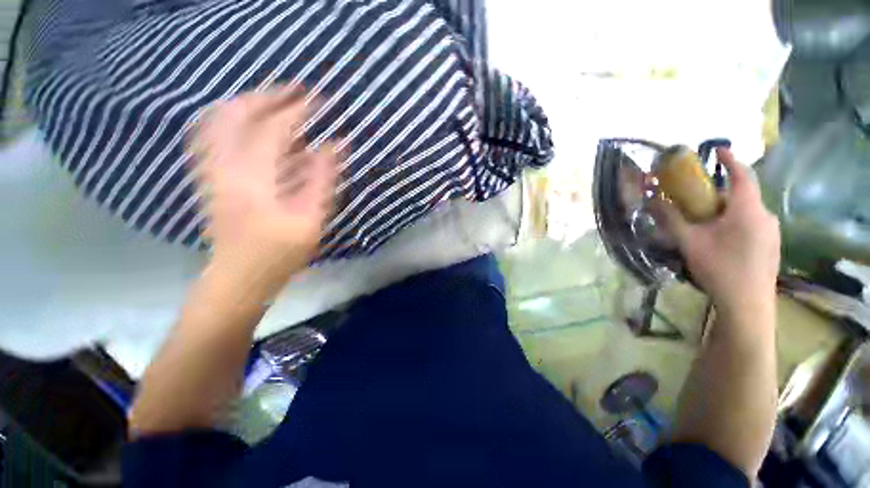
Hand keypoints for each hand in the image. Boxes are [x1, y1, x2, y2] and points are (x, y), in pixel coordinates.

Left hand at [189, 84, 338, 294]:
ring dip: (246, 103)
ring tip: (273, 99)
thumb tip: (335, 144)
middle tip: (295, 91)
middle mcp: (224, 165)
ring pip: (217, 119)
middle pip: (235, 113)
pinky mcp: (208, 177)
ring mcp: (210, 169)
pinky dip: (229, 119)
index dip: (297, 110)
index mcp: (253, 177)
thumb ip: (322, 178)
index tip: (318, 99)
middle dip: (267, 96)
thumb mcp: (311, 218)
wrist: (238, 276)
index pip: (272, 129)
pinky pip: (210, 135)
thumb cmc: (280, 252)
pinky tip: (246, 120)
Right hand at [655, 148, 780, 311]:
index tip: (717, 149)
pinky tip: (720, 239)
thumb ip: (671, 219)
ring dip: (725, 210)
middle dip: (719, 193)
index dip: (730, 159)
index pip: (742, 176)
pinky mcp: (771, 246)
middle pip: (742, 195)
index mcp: (748, 210)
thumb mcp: (689, 242)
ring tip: (704, 222)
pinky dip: (734, 222)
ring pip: (746, 211)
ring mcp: (771, 232)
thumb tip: (652, 201)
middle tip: (696, 199)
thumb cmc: (719, 268)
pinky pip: (752, 224)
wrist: (747, 305)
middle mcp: (765, 216)